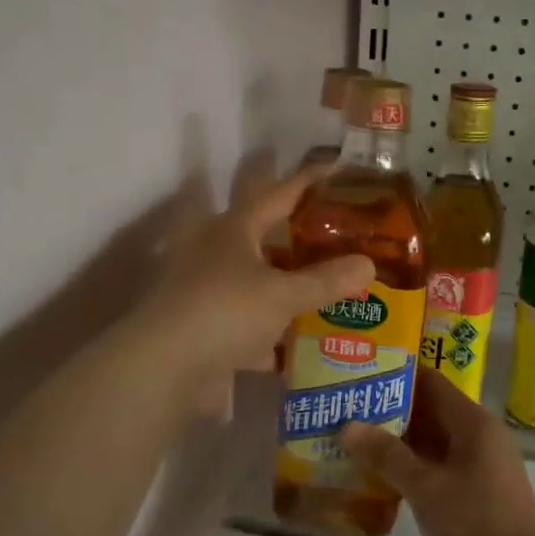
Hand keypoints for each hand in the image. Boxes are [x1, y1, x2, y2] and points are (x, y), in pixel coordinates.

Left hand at [135, 161, 372, 416]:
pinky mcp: (206, 328)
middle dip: (299, 240)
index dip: (307, 181)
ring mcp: (208, 291)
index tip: (336, 168)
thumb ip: (326, 280)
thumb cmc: (224, 311)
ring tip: (330, 292)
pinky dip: (273, 334)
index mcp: (233, 230)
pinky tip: (301, 345)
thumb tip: (370, 264)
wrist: (164, 367)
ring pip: (258, 282)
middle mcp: (216, 253)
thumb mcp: (283, 294)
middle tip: (340, 240)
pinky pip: (250, 324)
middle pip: (264, 238)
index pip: (278, 194)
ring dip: (288, 287)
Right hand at [340, 371, 534, 535]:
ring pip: (429, 444)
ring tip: (348, 437)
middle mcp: (476, 438)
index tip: (359, 372)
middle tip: (344, 406)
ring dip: (394, 443)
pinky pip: (433, 471)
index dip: (396, 374)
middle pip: (429, 412)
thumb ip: (387, 455)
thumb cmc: (476, 521)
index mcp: (473, 423)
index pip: (431, 383)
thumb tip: (348, 425)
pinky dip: (406, 470)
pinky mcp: (470, 496)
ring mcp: (475, 468)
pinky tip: (372, 477)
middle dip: (389, 410)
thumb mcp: (426, 486)